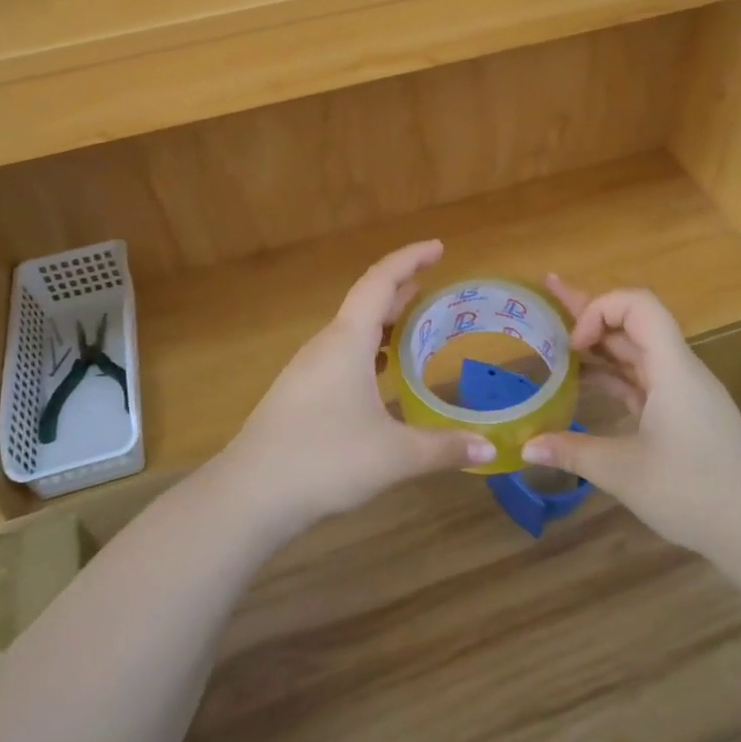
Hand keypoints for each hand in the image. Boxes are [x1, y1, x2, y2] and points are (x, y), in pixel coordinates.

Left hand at [213, 240, 495, 528]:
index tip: (439, 248)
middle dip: (402, 289)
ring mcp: (308, 369)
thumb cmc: (325, 460)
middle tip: (436, 287)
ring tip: (416, 325)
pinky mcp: (300, 393)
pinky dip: (369, 350)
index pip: (381, 281)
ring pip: (352, 331)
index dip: (410, 259)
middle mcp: (326, 345)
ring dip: (384, 322)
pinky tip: (382, 375)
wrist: (250, 493)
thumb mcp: (394, 455)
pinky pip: (342, 355)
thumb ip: (444, 448)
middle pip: (367, 302)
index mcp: (347, 341)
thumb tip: (489, 447)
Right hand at [521, 278, 740, 558]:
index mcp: (672, 368)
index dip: (600, 309)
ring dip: (598, 343)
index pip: (638, 305)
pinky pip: (642, 378)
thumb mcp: (625, 473)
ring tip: (556, 336)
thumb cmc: (696, 493)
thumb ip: (573, 452)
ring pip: (635, 351)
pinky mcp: (684, 415)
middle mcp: (678, 370)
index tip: (573, 344)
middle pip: (632, 323)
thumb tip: (525, 447)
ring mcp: (683, 393)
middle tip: (547, 291)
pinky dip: (612, 373)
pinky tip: (586, 379)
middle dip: (588, 309)